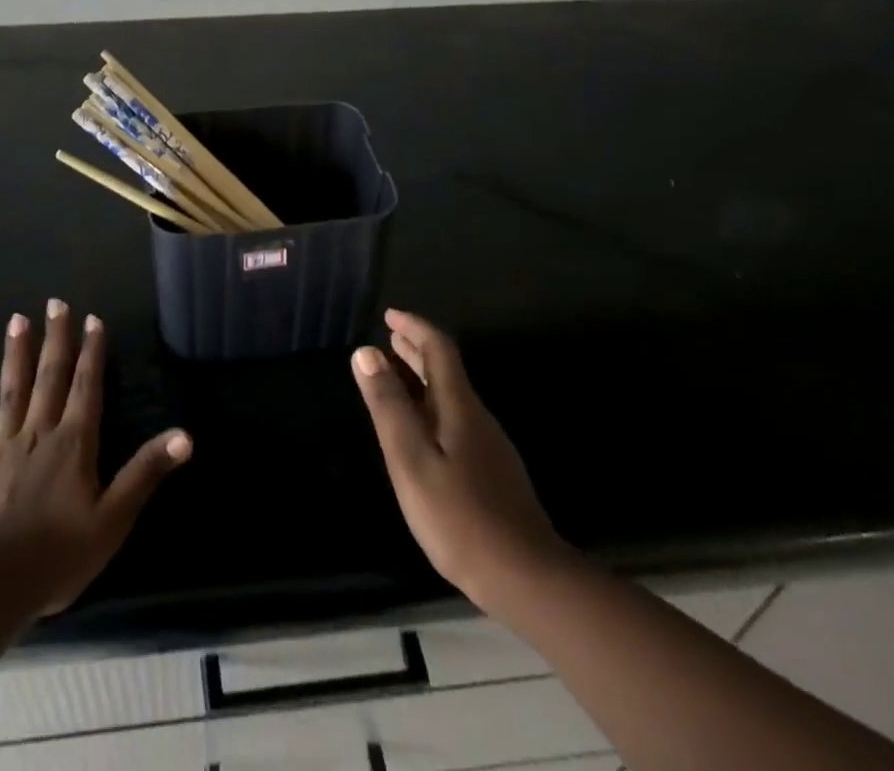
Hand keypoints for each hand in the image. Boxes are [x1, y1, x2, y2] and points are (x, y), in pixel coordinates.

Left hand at [0, 301, 190, 617]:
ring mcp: (2, 443)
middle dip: (56, 338)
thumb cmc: (57, 556)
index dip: (92, 352)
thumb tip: (185, 435)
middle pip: (50, 376)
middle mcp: (40, 431)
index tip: (93, 319)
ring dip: (17, 351)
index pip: (87, 386)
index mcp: (75, 443)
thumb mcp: (113, 520)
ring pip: (13, 387)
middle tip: (56, 303)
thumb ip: (145, 473)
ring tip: (19, 318)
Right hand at [352, 308, 562, 611]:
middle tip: (389, 338)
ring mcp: (487, 446)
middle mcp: (476, 416)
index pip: (438, 348)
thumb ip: (388, 406)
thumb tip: (366, 352)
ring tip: (397, 373)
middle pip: (446, 370)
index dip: (414, 327)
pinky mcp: (491, 472)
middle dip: (416, 349)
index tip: (389, 316)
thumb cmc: (459, 516)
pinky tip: (421, 427)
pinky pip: (455, 419)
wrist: (527, 577)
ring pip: (450, 395)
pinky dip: (431, 405)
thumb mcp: (411, 459)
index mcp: (458, 405)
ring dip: (423, 377)